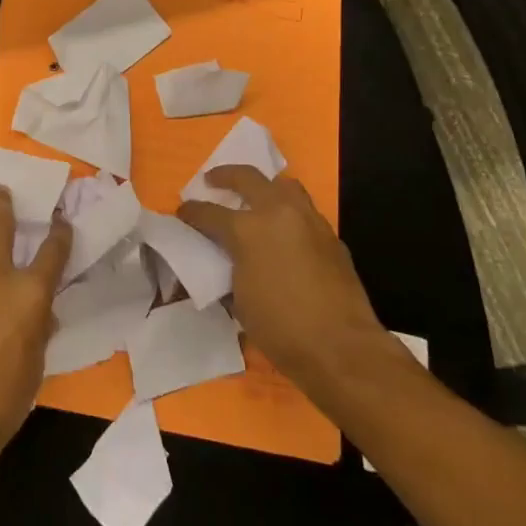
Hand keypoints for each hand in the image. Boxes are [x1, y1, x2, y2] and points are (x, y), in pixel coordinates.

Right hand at [178, 165, 398, 401]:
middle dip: (225, 176)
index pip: (209, 212)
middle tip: (212, 181)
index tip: (183, 211)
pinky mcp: (331, 236)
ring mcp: (309, 221)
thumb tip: (228, 260)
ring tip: (254, 198)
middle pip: (247, 178)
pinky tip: (285, 232)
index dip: (191, 212)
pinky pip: (305, 211)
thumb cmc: (280, 328)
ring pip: (284, 185)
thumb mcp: (239, 299)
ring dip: (264, 187)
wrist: (342, 349)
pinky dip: (289, 213)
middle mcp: (277, 213)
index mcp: (246, 229)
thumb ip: (230, 268)